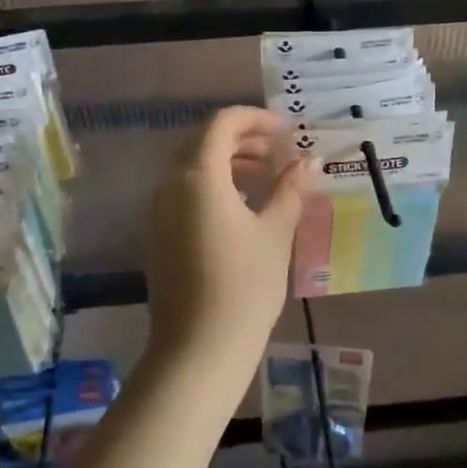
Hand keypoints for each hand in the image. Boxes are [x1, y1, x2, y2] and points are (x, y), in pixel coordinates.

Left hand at [144, 107, 314, 390]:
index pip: (222, 123)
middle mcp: (170, 184)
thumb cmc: (244, 286)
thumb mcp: (275, 233)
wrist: (198, 348)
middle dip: (243, 139)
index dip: (255, 118)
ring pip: (191, 166)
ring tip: (266, 177)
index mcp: (198, 175)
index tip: (286, 131)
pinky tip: (242, 206)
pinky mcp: (157, 233)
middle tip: (279, 151)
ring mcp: (158, 210)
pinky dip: (212, 184)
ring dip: (227, 161)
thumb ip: (291, 189)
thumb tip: (309, 162)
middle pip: (203, 141)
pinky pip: (183, 191)